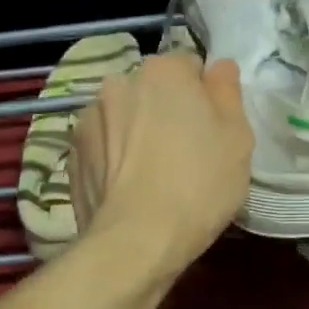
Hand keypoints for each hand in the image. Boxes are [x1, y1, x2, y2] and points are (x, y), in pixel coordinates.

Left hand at [70, 52, 253, 277]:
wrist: (136, 241)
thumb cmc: (199, 184)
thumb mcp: (238, 138)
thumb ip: (228, 92)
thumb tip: (218, 67)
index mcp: (164, 71)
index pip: (191, 66)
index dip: (206, 97)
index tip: (212, 130)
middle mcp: (119, 82)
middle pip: (153, 90)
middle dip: (167, 110)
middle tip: (186, 153)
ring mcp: (88, 118)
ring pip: (125, 116)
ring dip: (137, 132)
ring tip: (153, 174)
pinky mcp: (71, 154)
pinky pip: (103, 146)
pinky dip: (115, 158)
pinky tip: (130, 188)